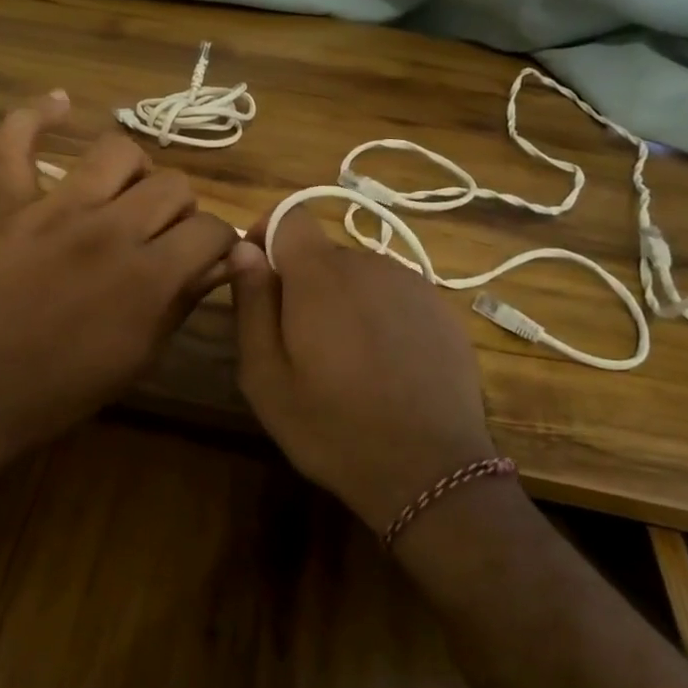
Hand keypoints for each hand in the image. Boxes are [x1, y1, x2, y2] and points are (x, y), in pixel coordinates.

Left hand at [0, 92, 238, 459]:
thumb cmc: (68, 386)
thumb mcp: (142, 353)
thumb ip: (186, 297)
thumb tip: (232, 258)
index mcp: (149, 275)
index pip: (211, 229)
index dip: (218, 243)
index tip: (207, 256)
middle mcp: (110, 230)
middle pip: (172, 185)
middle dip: (180, 211)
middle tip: (162, 238)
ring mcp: (56, 211)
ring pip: (118, 152)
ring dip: (134, 172)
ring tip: (126, 196)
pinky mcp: (10, 206)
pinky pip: (14, 143)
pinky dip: (34, 117)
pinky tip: (60, 103)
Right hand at [228, 208, 504, 534]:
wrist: (430, 470)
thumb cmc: (332, 426)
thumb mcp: (265, 376)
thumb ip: (252, 303)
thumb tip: (245, 250)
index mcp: (320, 274)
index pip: (289, 216)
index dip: (268, 237)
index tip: (260, 277)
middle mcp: (370, 264)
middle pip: (324, 253)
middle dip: (304, 282)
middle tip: (299, 342)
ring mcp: (413, 285)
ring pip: (360, 275)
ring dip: (343, 300)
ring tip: (344, 360)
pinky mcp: (442, 311)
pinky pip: (395, 297)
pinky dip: (379, 317)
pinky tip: (383, 366)